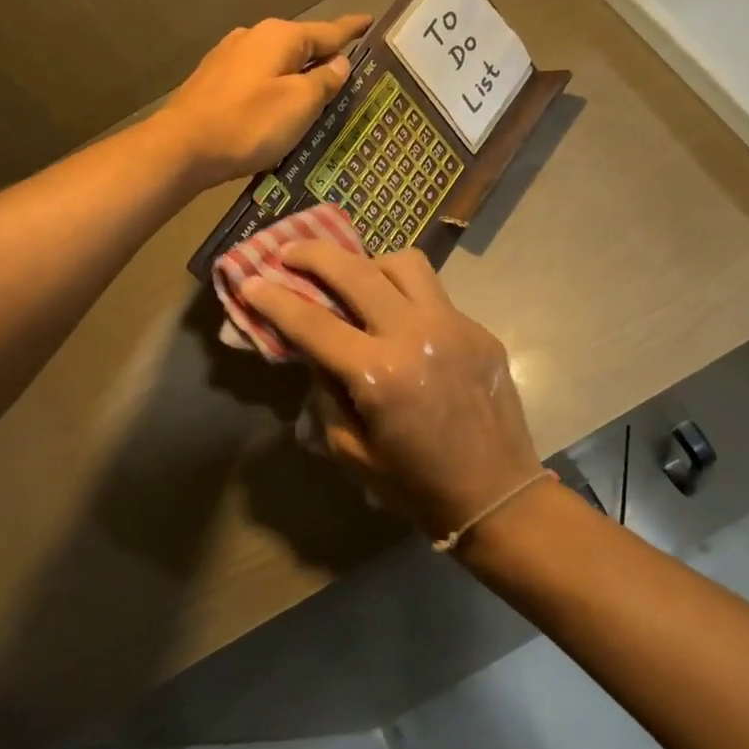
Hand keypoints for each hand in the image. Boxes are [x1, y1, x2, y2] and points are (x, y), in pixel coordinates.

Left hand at [154, 15, 371, 186]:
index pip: (328, 31)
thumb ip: (324, 81)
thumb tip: (339, 63)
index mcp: (280, 37)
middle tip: (348, 75)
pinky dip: (273, 89)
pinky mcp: (213, 81)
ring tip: (314, 98)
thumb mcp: (299, 104)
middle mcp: (253, 37)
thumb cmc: (248, 124)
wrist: (181, 148)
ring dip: (296, 76)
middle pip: (300, 45)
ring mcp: (229, 57)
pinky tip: (275, 108)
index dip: (351, 30)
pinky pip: (257, 79)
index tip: (370, 21)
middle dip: (323, 57)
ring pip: (276, 63)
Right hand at [242, 243, 544, 540]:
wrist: (498, 495)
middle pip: (356, 270)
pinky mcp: (479, 330)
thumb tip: (318, 351)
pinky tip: (400, 321)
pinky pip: (435, 295)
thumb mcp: (351, 450)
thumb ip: (326, 393)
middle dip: (314, 254)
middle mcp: (416, 336)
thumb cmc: (416, 485)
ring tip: (354, 279)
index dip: (274, 300)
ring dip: (369, 264)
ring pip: (405, 263)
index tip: (250, 281)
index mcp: (380, 375)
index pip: (313, 323)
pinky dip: (406, 297)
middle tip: (290, 252)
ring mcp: (454, 326)